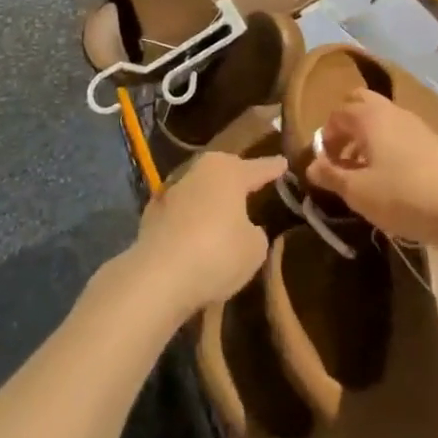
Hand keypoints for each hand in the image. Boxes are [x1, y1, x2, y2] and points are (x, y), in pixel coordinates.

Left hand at [130, 151, 286, 317]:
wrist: (158, 276)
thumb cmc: (217, 253)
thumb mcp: (254, 249)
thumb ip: (255, 233)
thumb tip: (246, 228)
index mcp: (229, 172)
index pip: (258, 168)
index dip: (273, 168)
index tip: (283, 162)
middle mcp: (200, 171)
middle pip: (225, 171)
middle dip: (238, 177)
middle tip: (252, 185)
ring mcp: (173, 190)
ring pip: (201, 188)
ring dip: (212, 199)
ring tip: (225, 211)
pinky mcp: (153, 213)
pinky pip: (182, 211)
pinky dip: (191, 219)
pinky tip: (197, 233)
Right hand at [305, 92, 437, 246]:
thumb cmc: (404, 194)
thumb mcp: (359, 192)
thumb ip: (331, 176)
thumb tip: (311, 165)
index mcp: (367, 116)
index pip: (335, 115)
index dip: (324, 138)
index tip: (323, 166)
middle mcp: (389, 110)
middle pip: (360, 104)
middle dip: (346, 126)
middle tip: (342, 158)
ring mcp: (414, 122)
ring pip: (381, 119)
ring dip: (367, 138)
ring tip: (365, 173)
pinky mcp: (433, 140)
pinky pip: (399, 133)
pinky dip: (387, 146)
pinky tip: (392, 177)